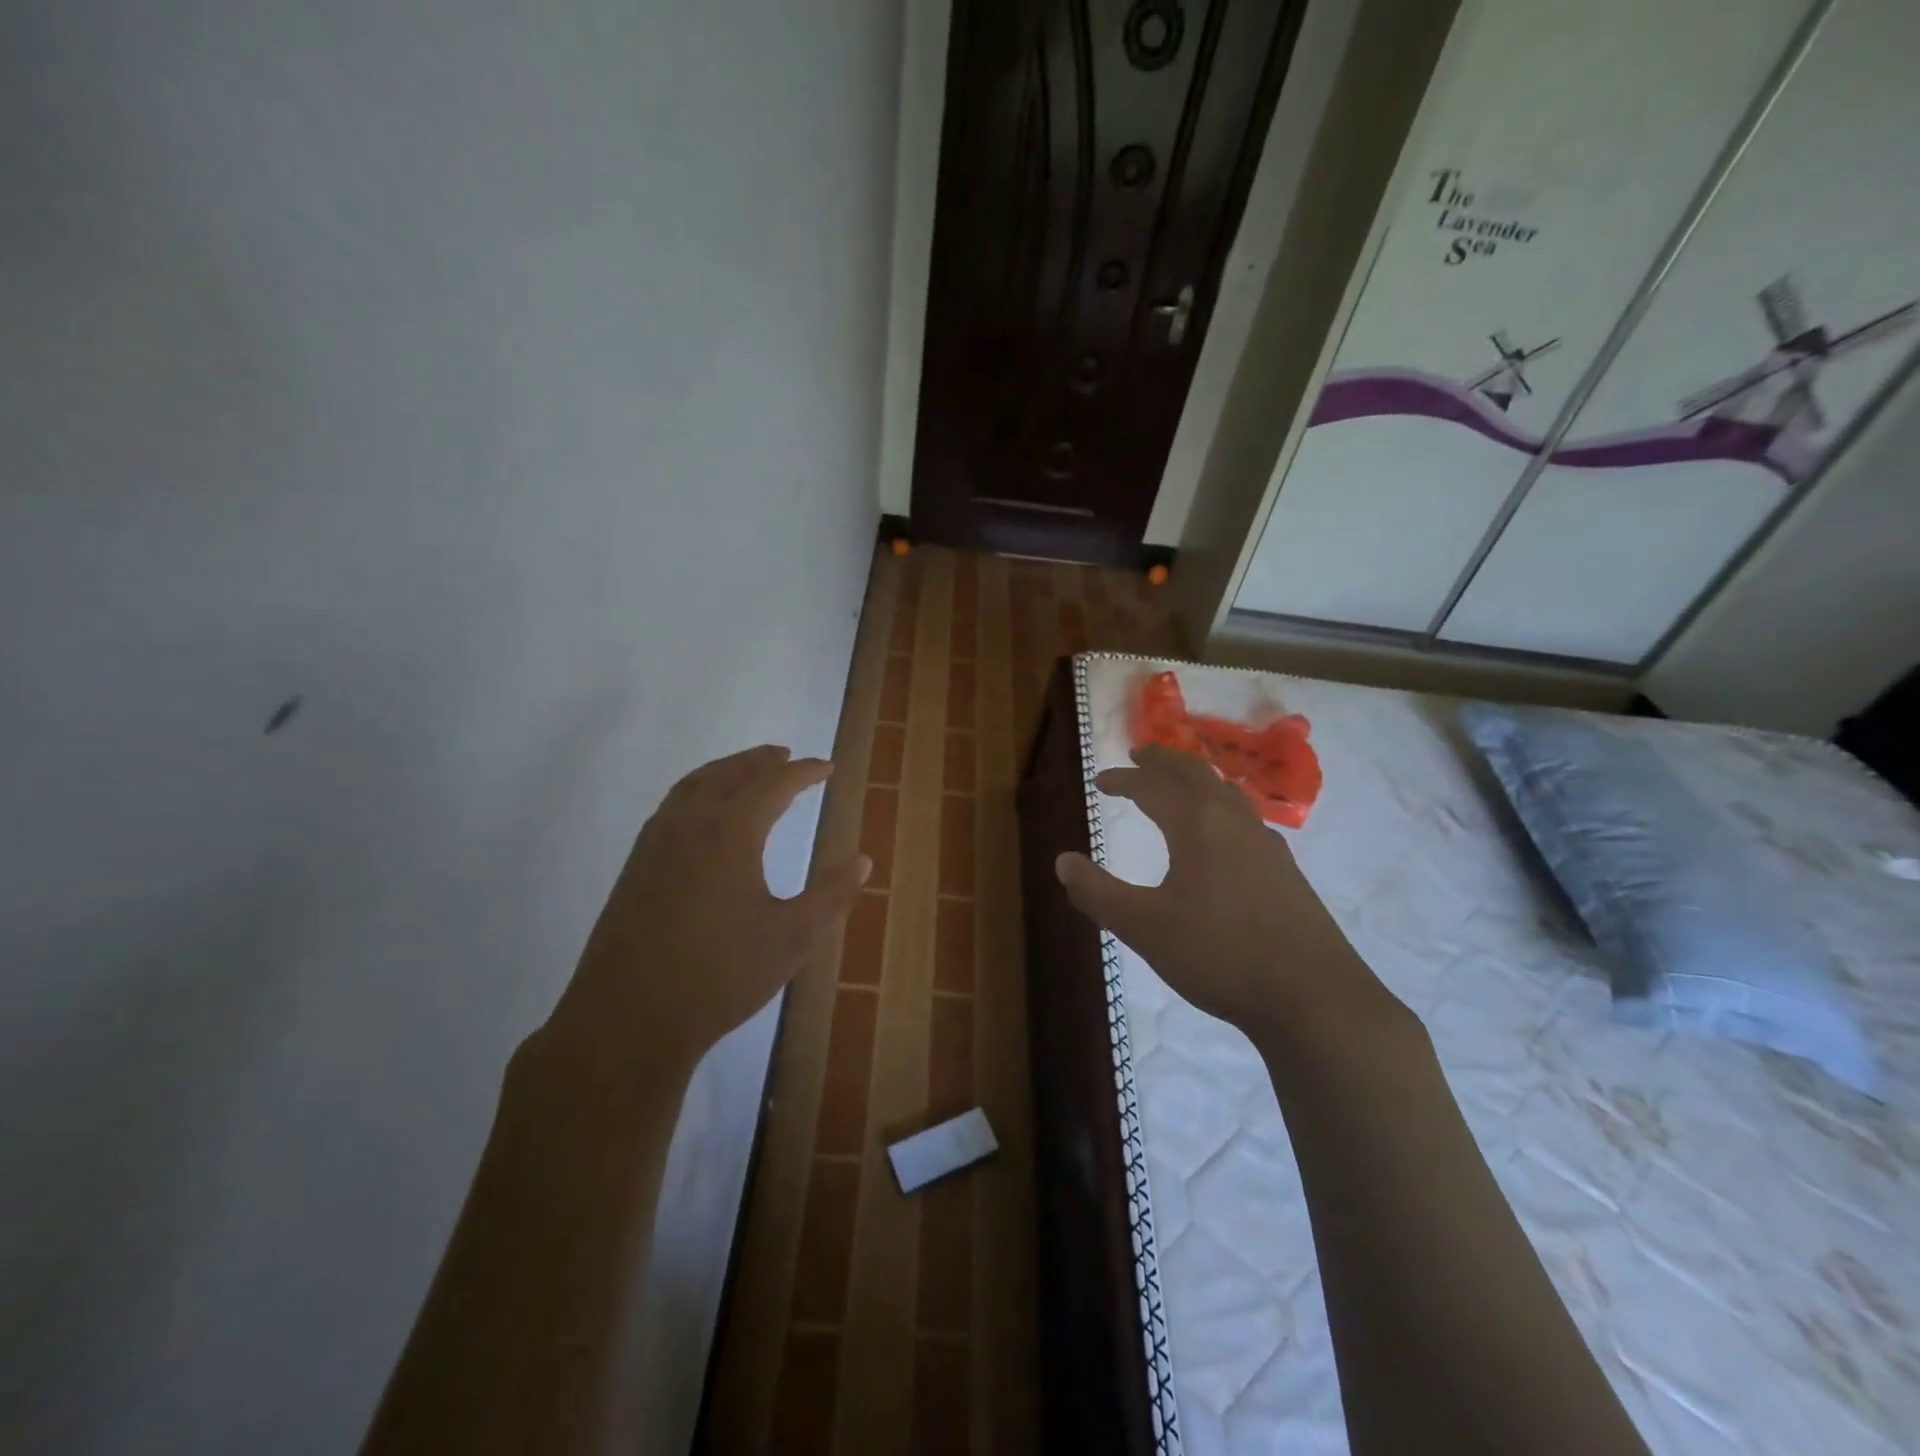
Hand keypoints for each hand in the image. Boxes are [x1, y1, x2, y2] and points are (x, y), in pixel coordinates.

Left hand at [539, 745, 870, 1089]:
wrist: (627, 1019)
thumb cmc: (720, 976)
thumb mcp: (793, 938)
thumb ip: (831, 895)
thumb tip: (862, 860)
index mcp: (730, 832)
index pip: (773, 785)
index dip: (803, 772)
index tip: (827, 767)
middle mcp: (689, 824)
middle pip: (729, 774)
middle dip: (761, 761)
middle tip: (787, 756)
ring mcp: (655, 843)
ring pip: (694, 786)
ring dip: (726, 770)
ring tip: (748, 771)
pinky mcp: (635, 866)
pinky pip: (672, 806)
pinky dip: (697, 791)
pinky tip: (704, 814)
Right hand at [1055, 745, 1403, 1044]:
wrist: (1314, 998)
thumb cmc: (1220, 955)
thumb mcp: (1145, 928)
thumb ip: (1098, 893)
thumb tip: (1062, 861)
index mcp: (1198, 825)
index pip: (1153, 787)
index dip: (1123, 780)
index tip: (1100, 781)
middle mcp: (1234, 823)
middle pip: (1196, 774)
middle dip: (1165, 761)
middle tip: (1141, 754)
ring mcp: (1268, 845)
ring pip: (1228, 793)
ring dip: (1197, 780)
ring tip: (1179, 785)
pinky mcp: (1287, 872)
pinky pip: (1246, 820)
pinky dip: (1221, 807)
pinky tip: (1222, 836)